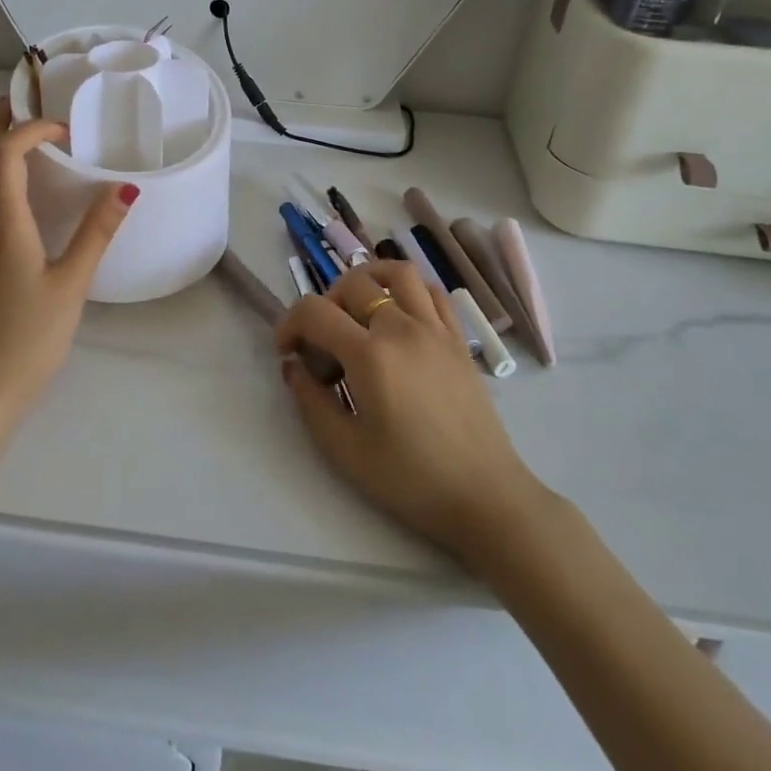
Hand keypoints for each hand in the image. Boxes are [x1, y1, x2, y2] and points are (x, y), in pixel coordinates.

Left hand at [0, 98, 137, 420]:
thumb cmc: (29, 337)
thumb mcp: (71, 284)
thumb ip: (97, 233)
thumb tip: (125, 188)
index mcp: (3, 223)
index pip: (5, 153)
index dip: (30, 129)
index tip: (64, 130)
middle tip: (24, 99)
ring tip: (18, 131)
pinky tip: (10, 187)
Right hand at [275, 260, 545, 563]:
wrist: (485, 497)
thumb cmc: (411, 479)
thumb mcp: (344, 449)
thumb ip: (309, 400)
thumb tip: (293, 366)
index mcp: (370, 355)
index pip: (315, 311)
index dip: (289, 323)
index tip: (286, 351)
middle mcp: (402, 328)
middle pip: (353, 284)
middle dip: (326, 304)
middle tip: (324, 344)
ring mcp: (435, 329)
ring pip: (398, 272)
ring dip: (369, 281)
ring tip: (358, 311)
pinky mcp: (458, 339)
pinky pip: (432, 291)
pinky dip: (408, 291)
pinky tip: (399, 318)